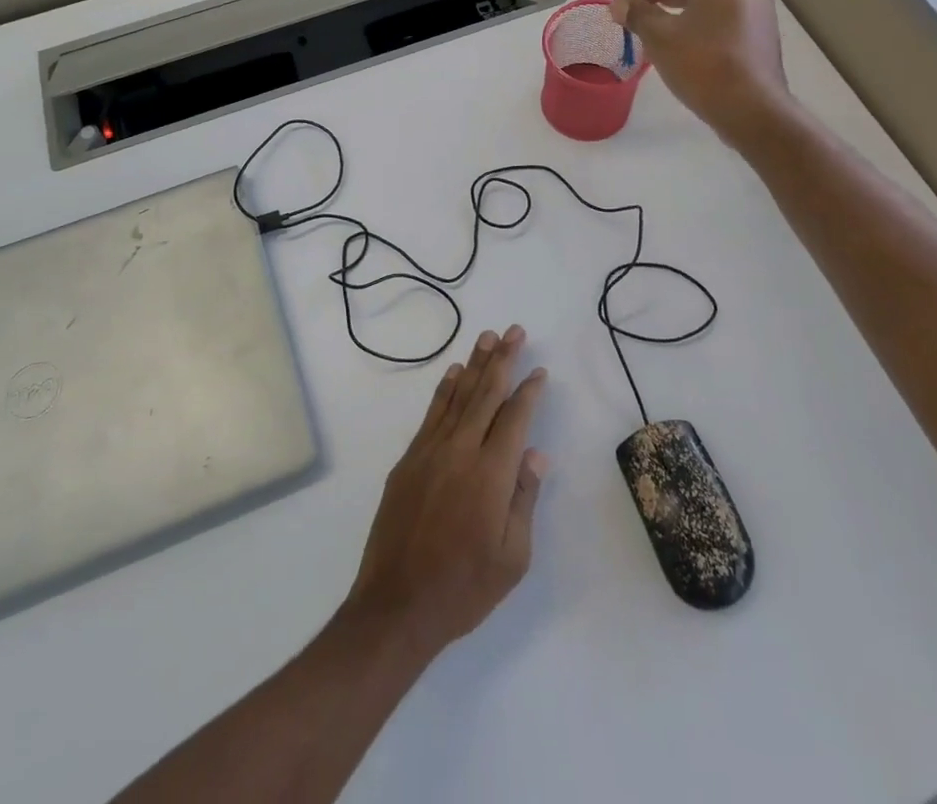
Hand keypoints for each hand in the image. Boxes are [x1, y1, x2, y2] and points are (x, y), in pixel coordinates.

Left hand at [344, 326, 547, 661]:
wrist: (397, 605)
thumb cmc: (464, 588)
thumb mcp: (512, 557)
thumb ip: (524, 499)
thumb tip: (536, 454)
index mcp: (491, 474)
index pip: (515, 418)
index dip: (529, 391)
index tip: (540, 371)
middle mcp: (461, 451)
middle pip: (486, 394)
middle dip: (503, 360)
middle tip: (515, 330)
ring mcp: (430, 451)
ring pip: (458, 396)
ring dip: (475, 364)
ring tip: (487, 337)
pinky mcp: (409, 460)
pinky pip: (432, 413)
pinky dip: (445, 389)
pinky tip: (454, 373)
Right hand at [612, 0, 788, 137]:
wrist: (752, 111)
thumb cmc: (703, 66)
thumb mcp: (660, 38)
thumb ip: (636, 14)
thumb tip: (618, 3)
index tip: (621, 1)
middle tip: (633, 14)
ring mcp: (756, 10)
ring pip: (707, 0)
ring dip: (676, 9)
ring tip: (651, 29)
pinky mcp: (759, 34)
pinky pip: (721, 17)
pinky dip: (697, 22)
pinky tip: (680, 44)